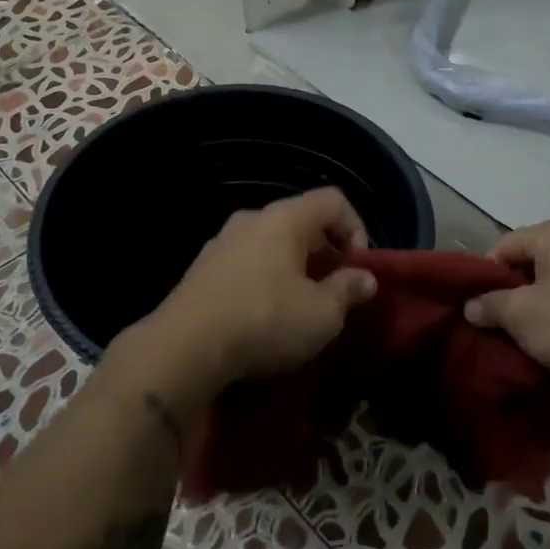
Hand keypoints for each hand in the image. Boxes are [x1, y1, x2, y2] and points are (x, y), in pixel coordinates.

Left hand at [146, 188, 377, 389]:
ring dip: (295, 270)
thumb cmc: (265, 321)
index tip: (357, 269)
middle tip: (334, 293)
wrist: (184, 348)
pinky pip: (247, 264)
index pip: (334, 200)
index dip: (357, 229)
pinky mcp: (201, 270)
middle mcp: (251, 220)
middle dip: (326, 255)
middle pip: (302, 222)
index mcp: (284, 218)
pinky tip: (265, 317)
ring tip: (301, 309)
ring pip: (272, 245)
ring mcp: (221, 243)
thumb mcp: (322, 314)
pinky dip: (265, 281)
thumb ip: (348, 291)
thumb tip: (365, 278)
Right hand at [463, 218, 549, 386]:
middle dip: (513, 292)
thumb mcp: (521, 316)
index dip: (485, 277)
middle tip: (501, 324)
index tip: (479, 309)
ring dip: (540, 306)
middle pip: (531, 262)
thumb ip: (490, 306)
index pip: (504, 245)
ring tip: (531, 336)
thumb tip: (471, 306)